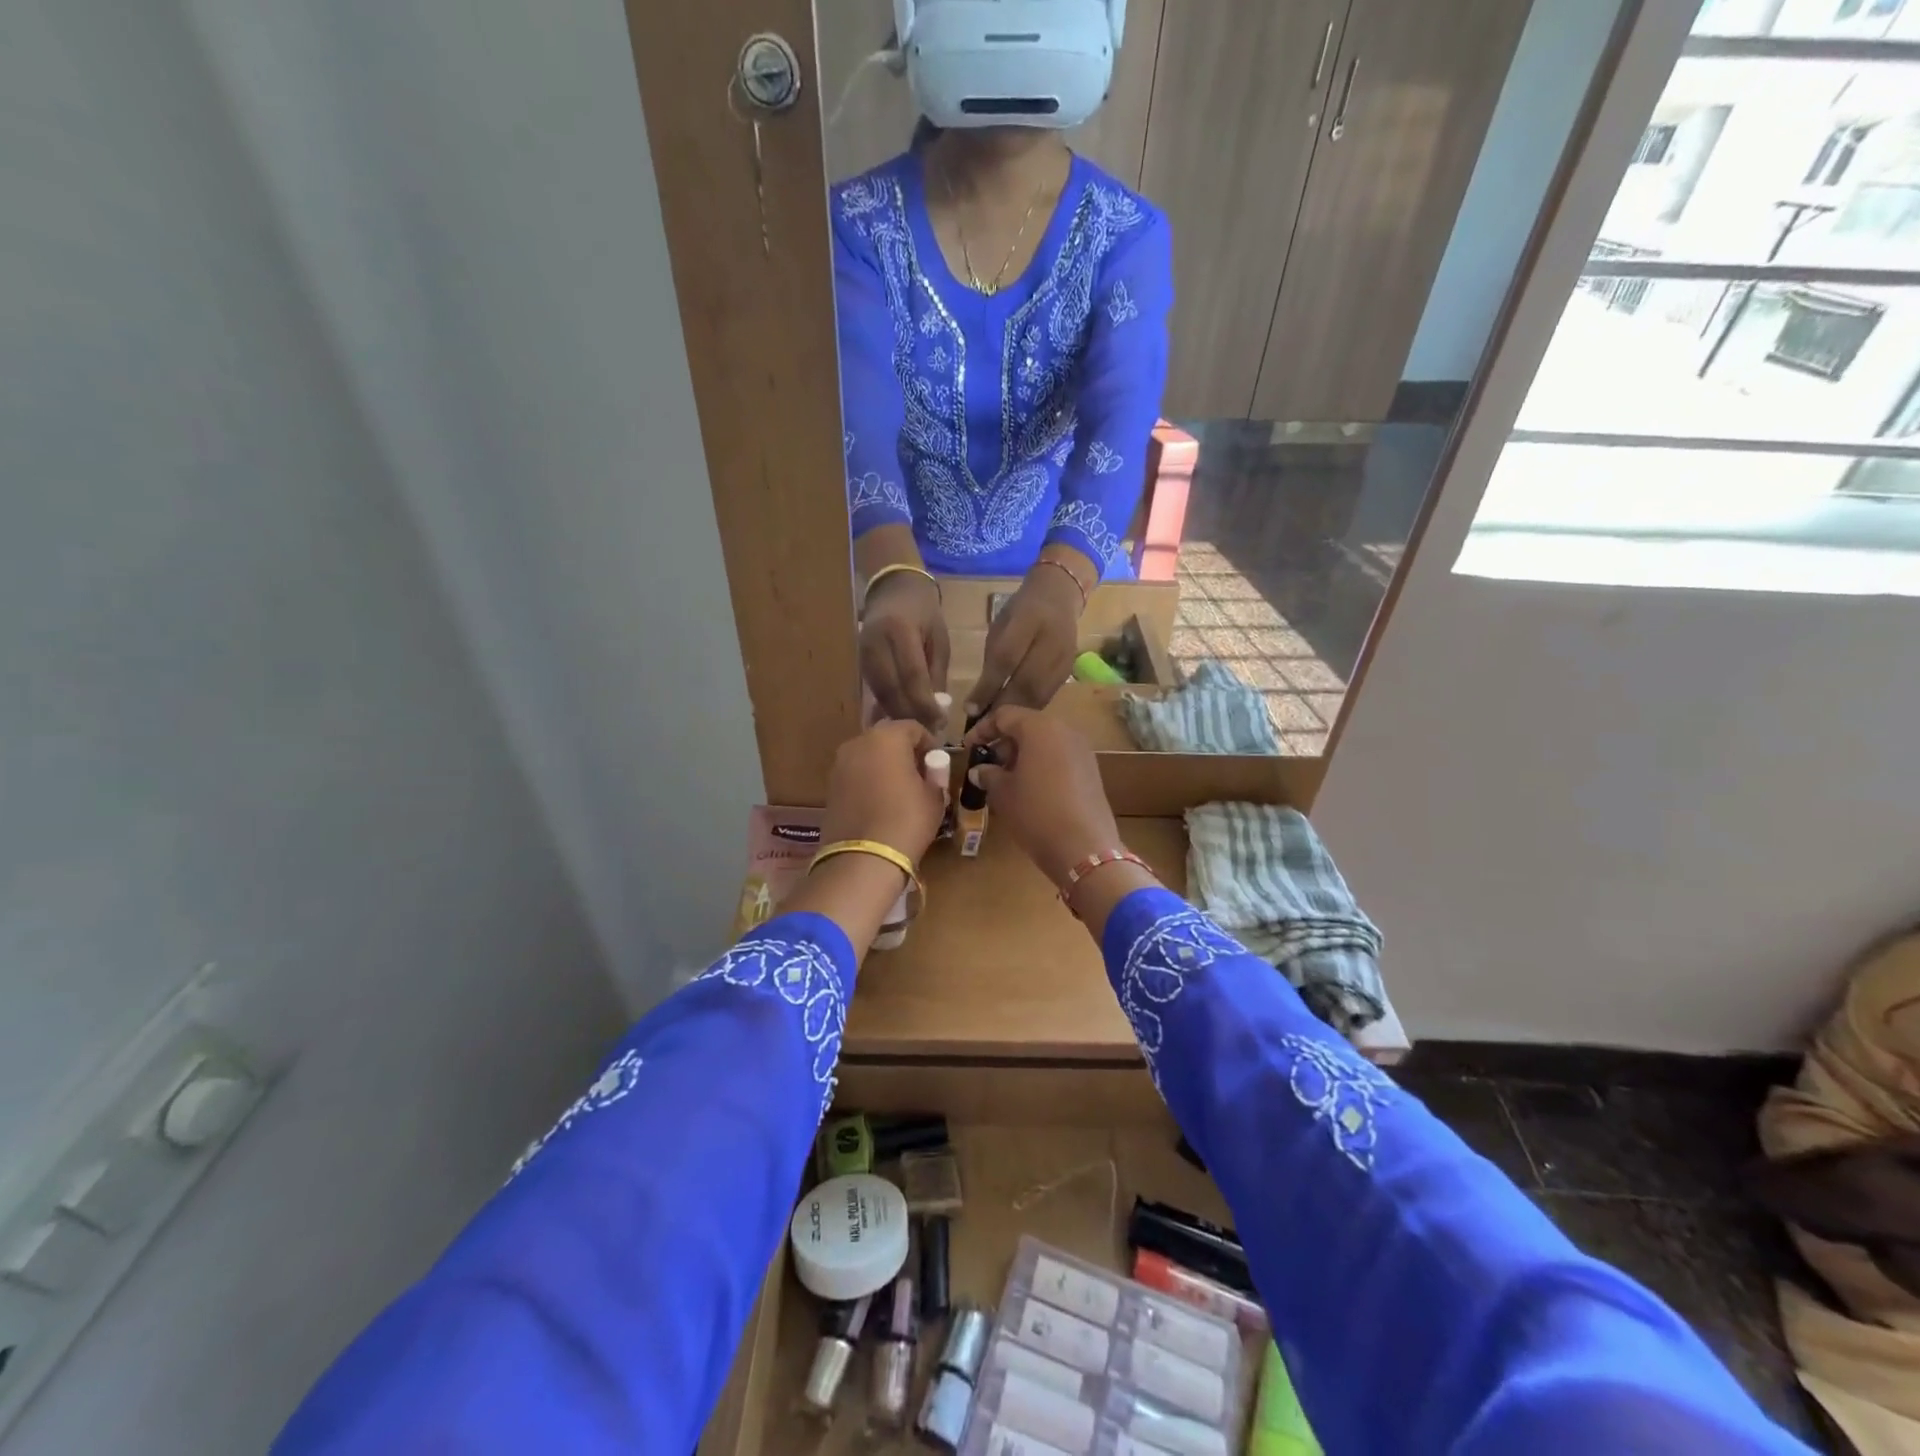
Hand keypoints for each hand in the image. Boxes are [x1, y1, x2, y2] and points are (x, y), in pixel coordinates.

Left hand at [821, 719, 948, 866]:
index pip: (913, 728)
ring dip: (885, 766)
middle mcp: (858, 743)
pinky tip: (881, 802)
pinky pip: (856, 774)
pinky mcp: (830, 786)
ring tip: (900, 790)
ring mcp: (840, 764)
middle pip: (887, 739)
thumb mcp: (934, 797)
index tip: (937, 765)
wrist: (863, 857)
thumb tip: (930, 770)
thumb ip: (934, 776)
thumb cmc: (907, 820)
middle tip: (919, 775)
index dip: (929, 744)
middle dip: (904, 752)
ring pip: (869, 756)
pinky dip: (869, 780)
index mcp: (887, 737)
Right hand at [859, 572, 950, 732]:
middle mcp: (876, 643)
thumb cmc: (923, 611)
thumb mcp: (938, 637)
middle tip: (929, 734)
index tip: (939, 724)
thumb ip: (936, 672)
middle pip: (892, 689)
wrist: (892, 587)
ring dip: (898, 715)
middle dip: (911, 715)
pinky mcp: (859, 661)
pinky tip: (900, 719)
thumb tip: (936, 708)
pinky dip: (886, 707)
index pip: (912, 676)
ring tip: (916, 731)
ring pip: (880, 694)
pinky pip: (873, 690)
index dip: (925, 704)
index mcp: (900, 631)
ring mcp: (863, 653)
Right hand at [963, 706, 1120, 887]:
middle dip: (1004, 743)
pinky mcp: (1092, 771)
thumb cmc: (1036, 813)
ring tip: (1005, 779)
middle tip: (987, 765)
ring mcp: (1082, 750)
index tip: (968, 747)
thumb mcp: (1003, 794)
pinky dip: (1041, 765)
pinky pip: (1060, 757)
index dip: (982, 729)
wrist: (1084, 848)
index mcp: (1040, 728)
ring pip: (1045, 742)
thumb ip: (988, 775)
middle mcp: (1064, 730)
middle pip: (1027, 726)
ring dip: (1023, 755)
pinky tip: (1029, 789)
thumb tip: (980, 770)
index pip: (1004, 716)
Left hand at [967, 557, 1085, 716]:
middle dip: (1002, 708)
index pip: (1005, 659)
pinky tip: (1017, 718)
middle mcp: (1050, 638)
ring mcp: (1064, 657)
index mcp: (1028, 619)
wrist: (1059, 595)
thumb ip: (992, 660)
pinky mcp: (1070, 670)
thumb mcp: (1000, 626)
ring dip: (1017, 714)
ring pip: (1039, 694)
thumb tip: (977, 701)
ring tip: (998, 729)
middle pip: (1026, 683)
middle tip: (983, 729)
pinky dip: (1030, 710)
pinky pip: (1048, 696)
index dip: (987, 687)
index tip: (970, 710)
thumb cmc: (1021, 611)